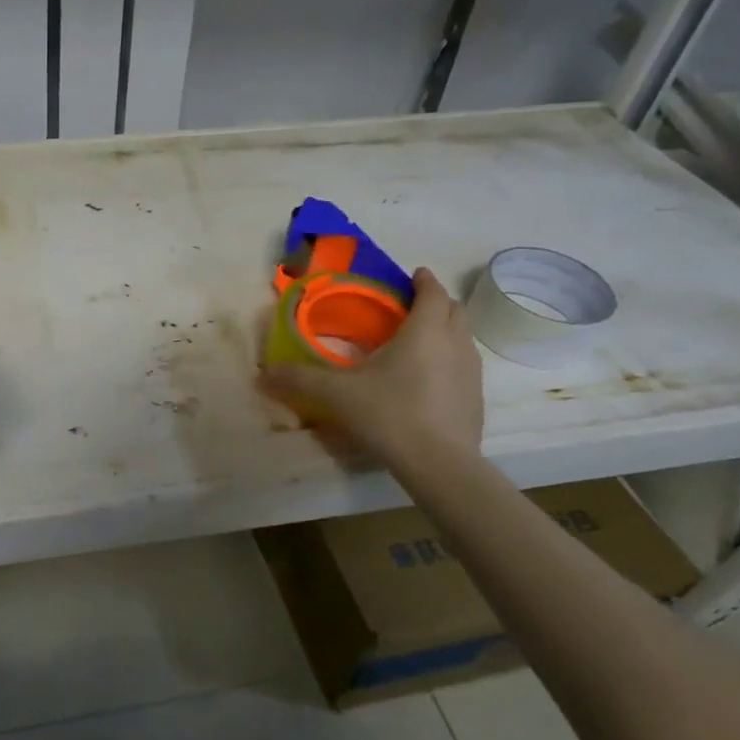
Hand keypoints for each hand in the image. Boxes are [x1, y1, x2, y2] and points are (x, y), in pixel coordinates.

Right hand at [261, 267, 483, 471]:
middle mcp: (454, 344)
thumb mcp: (337, 394)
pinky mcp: (476, 399)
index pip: (432, 292)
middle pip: (454, 310)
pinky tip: (427, 381)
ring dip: (444, 331)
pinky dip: (449, 361)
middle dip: (435, 303)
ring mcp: (471, 373)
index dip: (424, 280)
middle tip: (409, 308)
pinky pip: (464, 366)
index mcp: (424, 331)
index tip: (413, 275)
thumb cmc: (389, 413)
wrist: (439, 464)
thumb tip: (263, 374)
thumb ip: (300, 379)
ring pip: (462, 338)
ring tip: (417, 342)